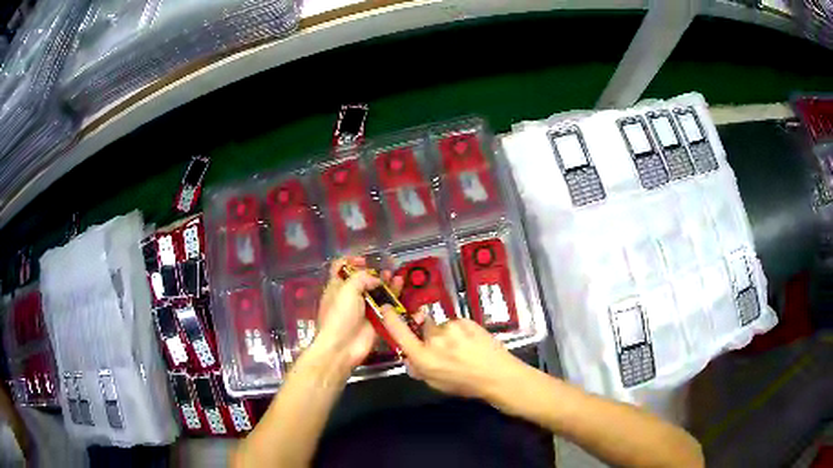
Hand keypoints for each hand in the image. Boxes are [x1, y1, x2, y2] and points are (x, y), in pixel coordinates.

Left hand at [314, 257, 402, 368]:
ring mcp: (364, 309)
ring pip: (377, 292)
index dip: (351, 261)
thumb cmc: (340, 315)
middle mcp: (350, 297)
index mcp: (337, 287)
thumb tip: (376, 279)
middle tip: (386, 270)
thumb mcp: (346, 290)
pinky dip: (394, 297)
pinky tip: (401, 289)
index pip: (340, 268)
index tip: (364, 260)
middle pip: (363, 280)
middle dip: (374, 273)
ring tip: (396, 277)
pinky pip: (387, 306)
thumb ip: (362, 278)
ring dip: (387, 283)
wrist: (342, 347)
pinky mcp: (376, 320)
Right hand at [381, 308, 527, 403]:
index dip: (390, 319)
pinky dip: (460, 332)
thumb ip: (420, 369)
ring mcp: (451, 327)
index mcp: (423, 358)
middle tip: (444, 348)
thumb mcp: (436, 383)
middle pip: (422, 328)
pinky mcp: (466, 321)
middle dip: (428, 335)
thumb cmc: (465, 384)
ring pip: (441, 326)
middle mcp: (434, 339)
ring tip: (463, 348)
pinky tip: (471, 343)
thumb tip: (411, 358)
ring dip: (446, 334)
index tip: (386, 308)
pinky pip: (456, 324)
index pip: (399, 333)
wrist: (498, 375)